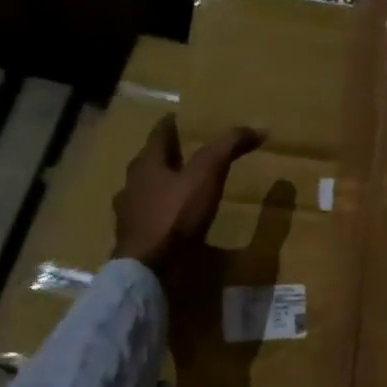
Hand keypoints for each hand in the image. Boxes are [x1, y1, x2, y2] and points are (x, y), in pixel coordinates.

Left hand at [114, 116, 264, 291]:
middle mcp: (132, 185)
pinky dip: (161, 217)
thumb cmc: (175, 215)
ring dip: (161, 188)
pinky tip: (173, 224)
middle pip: (150, 163)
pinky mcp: (134, 240)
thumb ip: (228, 148)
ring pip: (145, 192)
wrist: (148, 269)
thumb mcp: (207, 175)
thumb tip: (257, 127)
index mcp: (146, 164)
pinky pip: (148, 220)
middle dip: (166, 157)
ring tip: (180, 189)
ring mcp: (129, 215)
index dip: (170, 124)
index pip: (158, 135)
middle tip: (184, 152)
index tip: (177, 118)